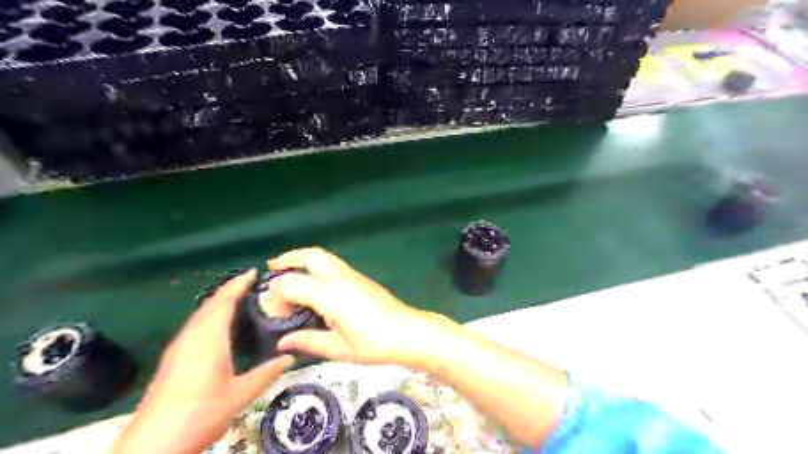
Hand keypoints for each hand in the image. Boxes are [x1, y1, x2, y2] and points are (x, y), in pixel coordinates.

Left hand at [111, 270, 289, 453]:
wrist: (151, 446)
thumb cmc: (199, 414)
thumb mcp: (240, 394)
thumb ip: (266, 373)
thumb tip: (291, 357)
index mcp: (208, 338)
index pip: (224, 301)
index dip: (238, 284)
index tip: (254, 271)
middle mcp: (191, 337)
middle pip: (210, 304)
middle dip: (229, 290)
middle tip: (251, 283)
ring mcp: (178, 348)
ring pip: (200, 315)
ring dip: (218, 302)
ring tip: (239, 299)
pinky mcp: (172, 359)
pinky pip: (195, 326)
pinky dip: (210, 316)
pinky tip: (218, 327)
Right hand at [270, 246, 448, 366]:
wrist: (407, 332)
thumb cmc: (373, 343)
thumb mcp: (337, 348)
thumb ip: (307, 341)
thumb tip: (283, 342)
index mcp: (329, 293)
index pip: (292, 282)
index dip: (277, 295)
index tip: (275, 312)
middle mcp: (339, 277)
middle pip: (310, 256)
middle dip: (289, 258)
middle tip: (273, 266)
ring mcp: (351, 275)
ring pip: (323, 256)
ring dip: (303, 260)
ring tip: (289, 272)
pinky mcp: (360, 278)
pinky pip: (332, 264)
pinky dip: (316, 267)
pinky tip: (313, 284)